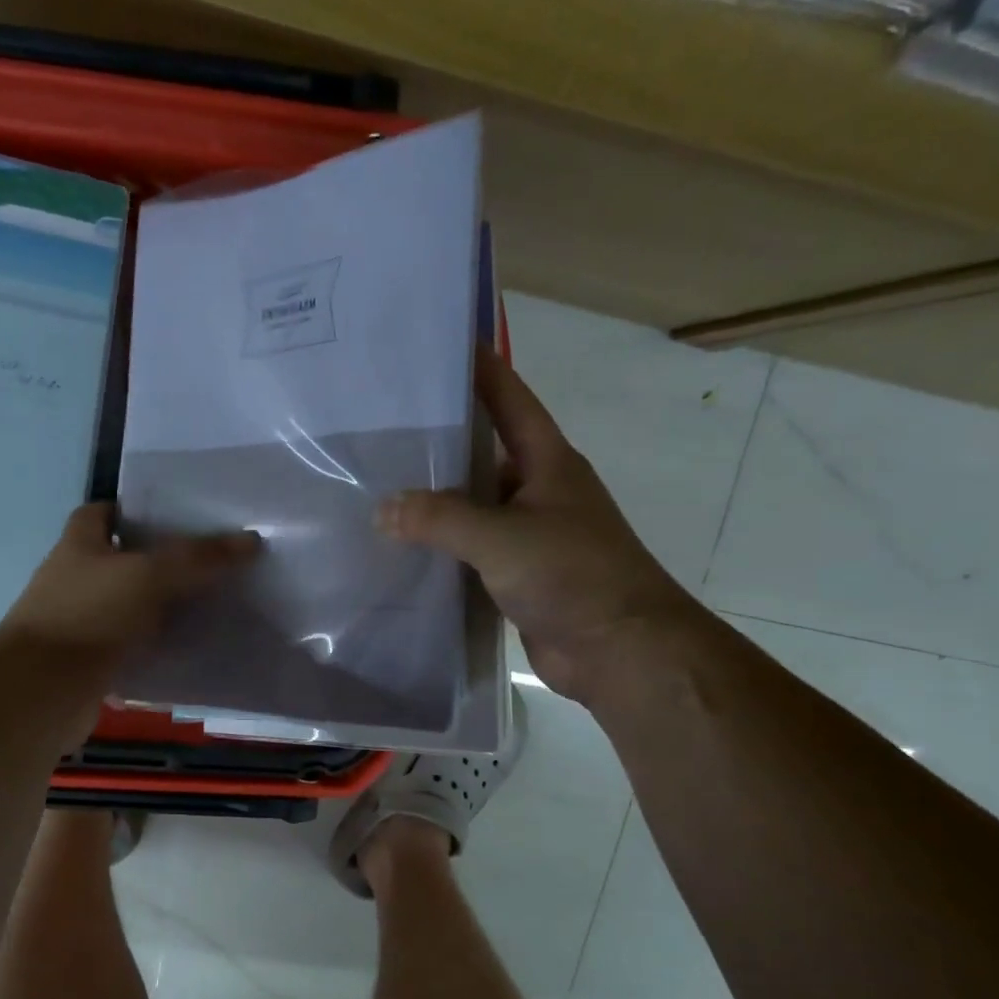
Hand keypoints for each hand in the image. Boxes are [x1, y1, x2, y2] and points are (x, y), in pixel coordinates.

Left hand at [1, 502, 258, 667]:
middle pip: (117, 560)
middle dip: (156, 560)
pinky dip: (152, 648)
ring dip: (157, 607)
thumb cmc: (90, 615)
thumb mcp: (150, 576)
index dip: (131, 508)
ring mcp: (77, 623)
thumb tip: (250, 541)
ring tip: (206, 605)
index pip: (99, 512)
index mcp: (78, 545)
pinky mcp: (87, 662)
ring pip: (125, 606)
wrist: (44, 690)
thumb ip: (199, 558)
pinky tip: (186, 650)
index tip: (171, 516)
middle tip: (204, 562)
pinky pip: (127, 647)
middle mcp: (73, 579)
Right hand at [376, 348, 692, 701]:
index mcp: (548, 463)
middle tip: (383, 429)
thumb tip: (383, 509)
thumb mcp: (502, 537)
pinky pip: (473, 553)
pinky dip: (443, 550)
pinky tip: (404, 550)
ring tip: (379, 489)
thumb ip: (440, 519)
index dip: (480, 371)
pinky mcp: (519, 577)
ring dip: (436, 504)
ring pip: (474, 508)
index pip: (510, 401)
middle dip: (440, 443)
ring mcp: (530, 537)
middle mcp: (540, 492)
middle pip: (483, 455)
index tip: (440, 347)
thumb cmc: (573, 575)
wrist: (620, 651)